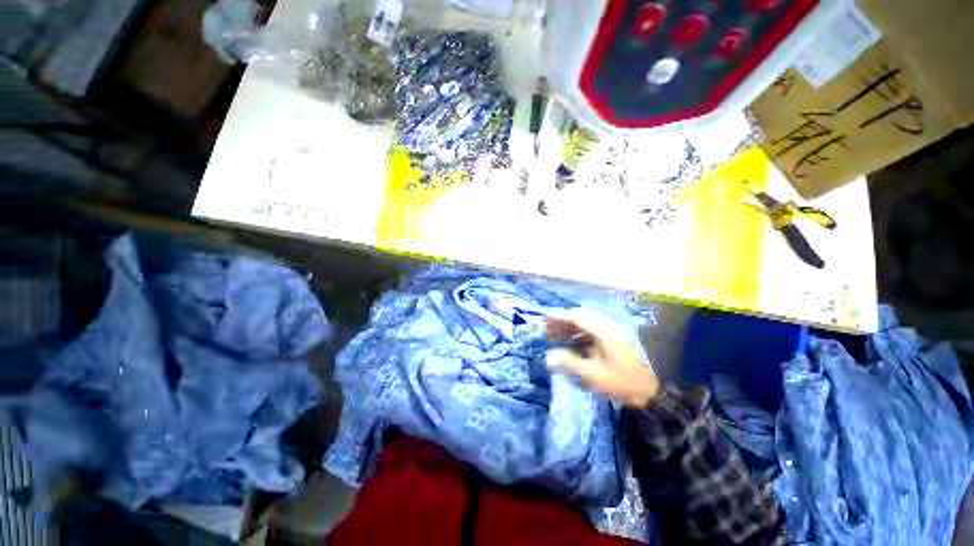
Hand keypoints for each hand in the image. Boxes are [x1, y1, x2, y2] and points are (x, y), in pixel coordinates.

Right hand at [545, 308, 659, 407]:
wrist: (651, 392)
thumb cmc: (621, 382)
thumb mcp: (593, 375)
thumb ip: (569, 363)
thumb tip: (549, 357)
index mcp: (604, 332)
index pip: (578, 318)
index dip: (560, 316)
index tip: (546, 317)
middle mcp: (609, 327)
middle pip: (583, 316)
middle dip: (565, 320)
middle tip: (550, 328)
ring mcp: (614, 332)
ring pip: (588, 322)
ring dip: (572, 326)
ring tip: (559, 335)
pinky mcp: (616, 338)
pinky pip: (594, 329)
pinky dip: (580, 332)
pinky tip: (574, 341)